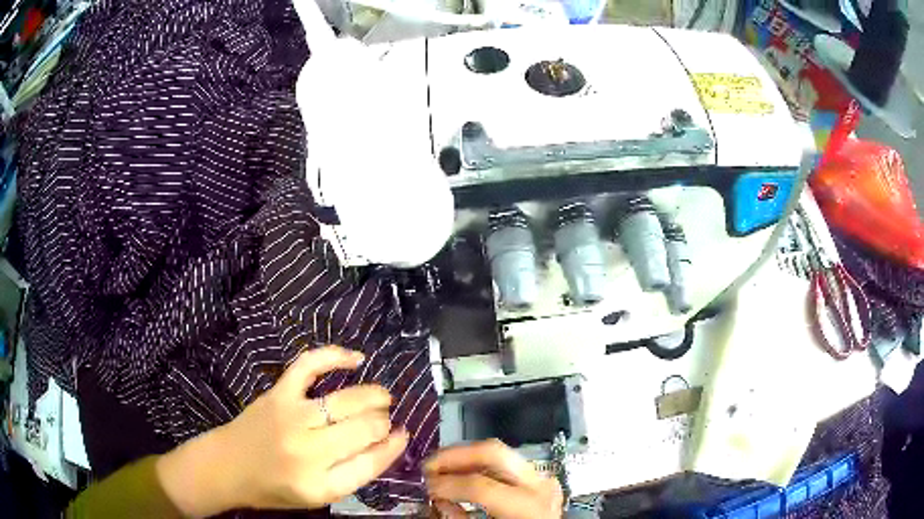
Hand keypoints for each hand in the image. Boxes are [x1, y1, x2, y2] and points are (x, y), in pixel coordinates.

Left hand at [156, 346, 408, 516]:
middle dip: (384, 422)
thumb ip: (354, 473)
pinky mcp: (278, 394)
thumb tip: (389, 441)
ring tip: (382, 398)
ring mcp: (292, 417)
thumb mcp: (318, 495)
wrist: (229, 467)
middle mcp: (308, 451)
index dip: (394, 446)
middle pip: (365, 427)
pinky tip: (356, 359)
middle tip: (383, 422)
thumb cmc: (275, 487)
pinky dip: (335, 356)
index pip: (373, 461)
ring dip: (374, 396)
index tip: (403, 436)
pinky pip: (310, 365)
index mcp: (321, 484)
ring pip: (348, 400)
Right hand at [424, 439, 563, 518]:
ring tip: (438, 469)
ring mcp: (541, 478)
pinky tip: (459, 475)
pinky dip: (478, 466)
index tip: (425, 486)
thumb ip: (461, 518)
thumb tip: (439, 500)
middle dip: (454, 456)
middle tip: (427, 466)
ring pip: (497, 453)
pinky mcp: (538, 479)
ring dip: (463, 458)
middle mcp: (540, 485)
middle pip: (492, 453)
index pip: (481, 486)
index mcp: (530, 506)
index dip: (447, 484)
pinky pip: (503, 464)